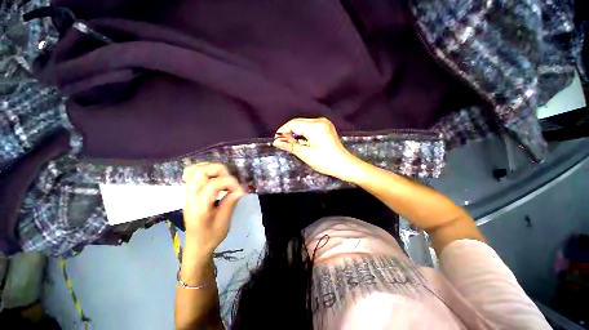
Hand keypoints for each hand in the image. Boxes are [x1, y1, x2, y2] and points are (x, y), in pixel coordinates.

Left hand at [182, 163, 245, 257]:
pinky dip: (205, 171)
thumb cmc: (211, 237)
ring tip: (224, 177)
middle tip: (230, 180)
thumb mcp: (224, 222)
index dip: (231, 183)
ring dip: (212, 169)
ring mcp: (188, 194)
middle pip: (200, 172)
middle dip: (220, 171)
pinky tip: (215, 178)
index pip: (214, 185)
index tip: (240, 190)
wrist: (196, 247)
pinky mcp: (190, 193)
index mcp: (200, 207)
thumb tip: (240, 189)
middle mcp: (191, 197)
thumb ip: (231, 202)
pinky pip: (193, 174)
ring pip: (194, 170)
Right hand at [272, 117, 360, 180]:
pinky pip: (310, 128)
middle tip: (284, 144)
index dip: (283, 131)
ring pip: (303, 125)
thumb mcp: (306, 154)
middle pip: (298, 123)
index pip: (293, 124)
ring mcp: (324, 123)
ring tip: (293, 145)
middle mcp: (320, 121)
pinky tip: (302, 143)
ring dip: (296, 134)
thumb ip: (290, 146)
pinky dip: (303, 134)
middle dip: (289, 133)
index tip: (276, 141)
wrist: (344, 165)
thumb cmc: (325, 161)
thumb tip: (276, 142)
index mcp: (315, 126)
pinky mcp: (326, 128)